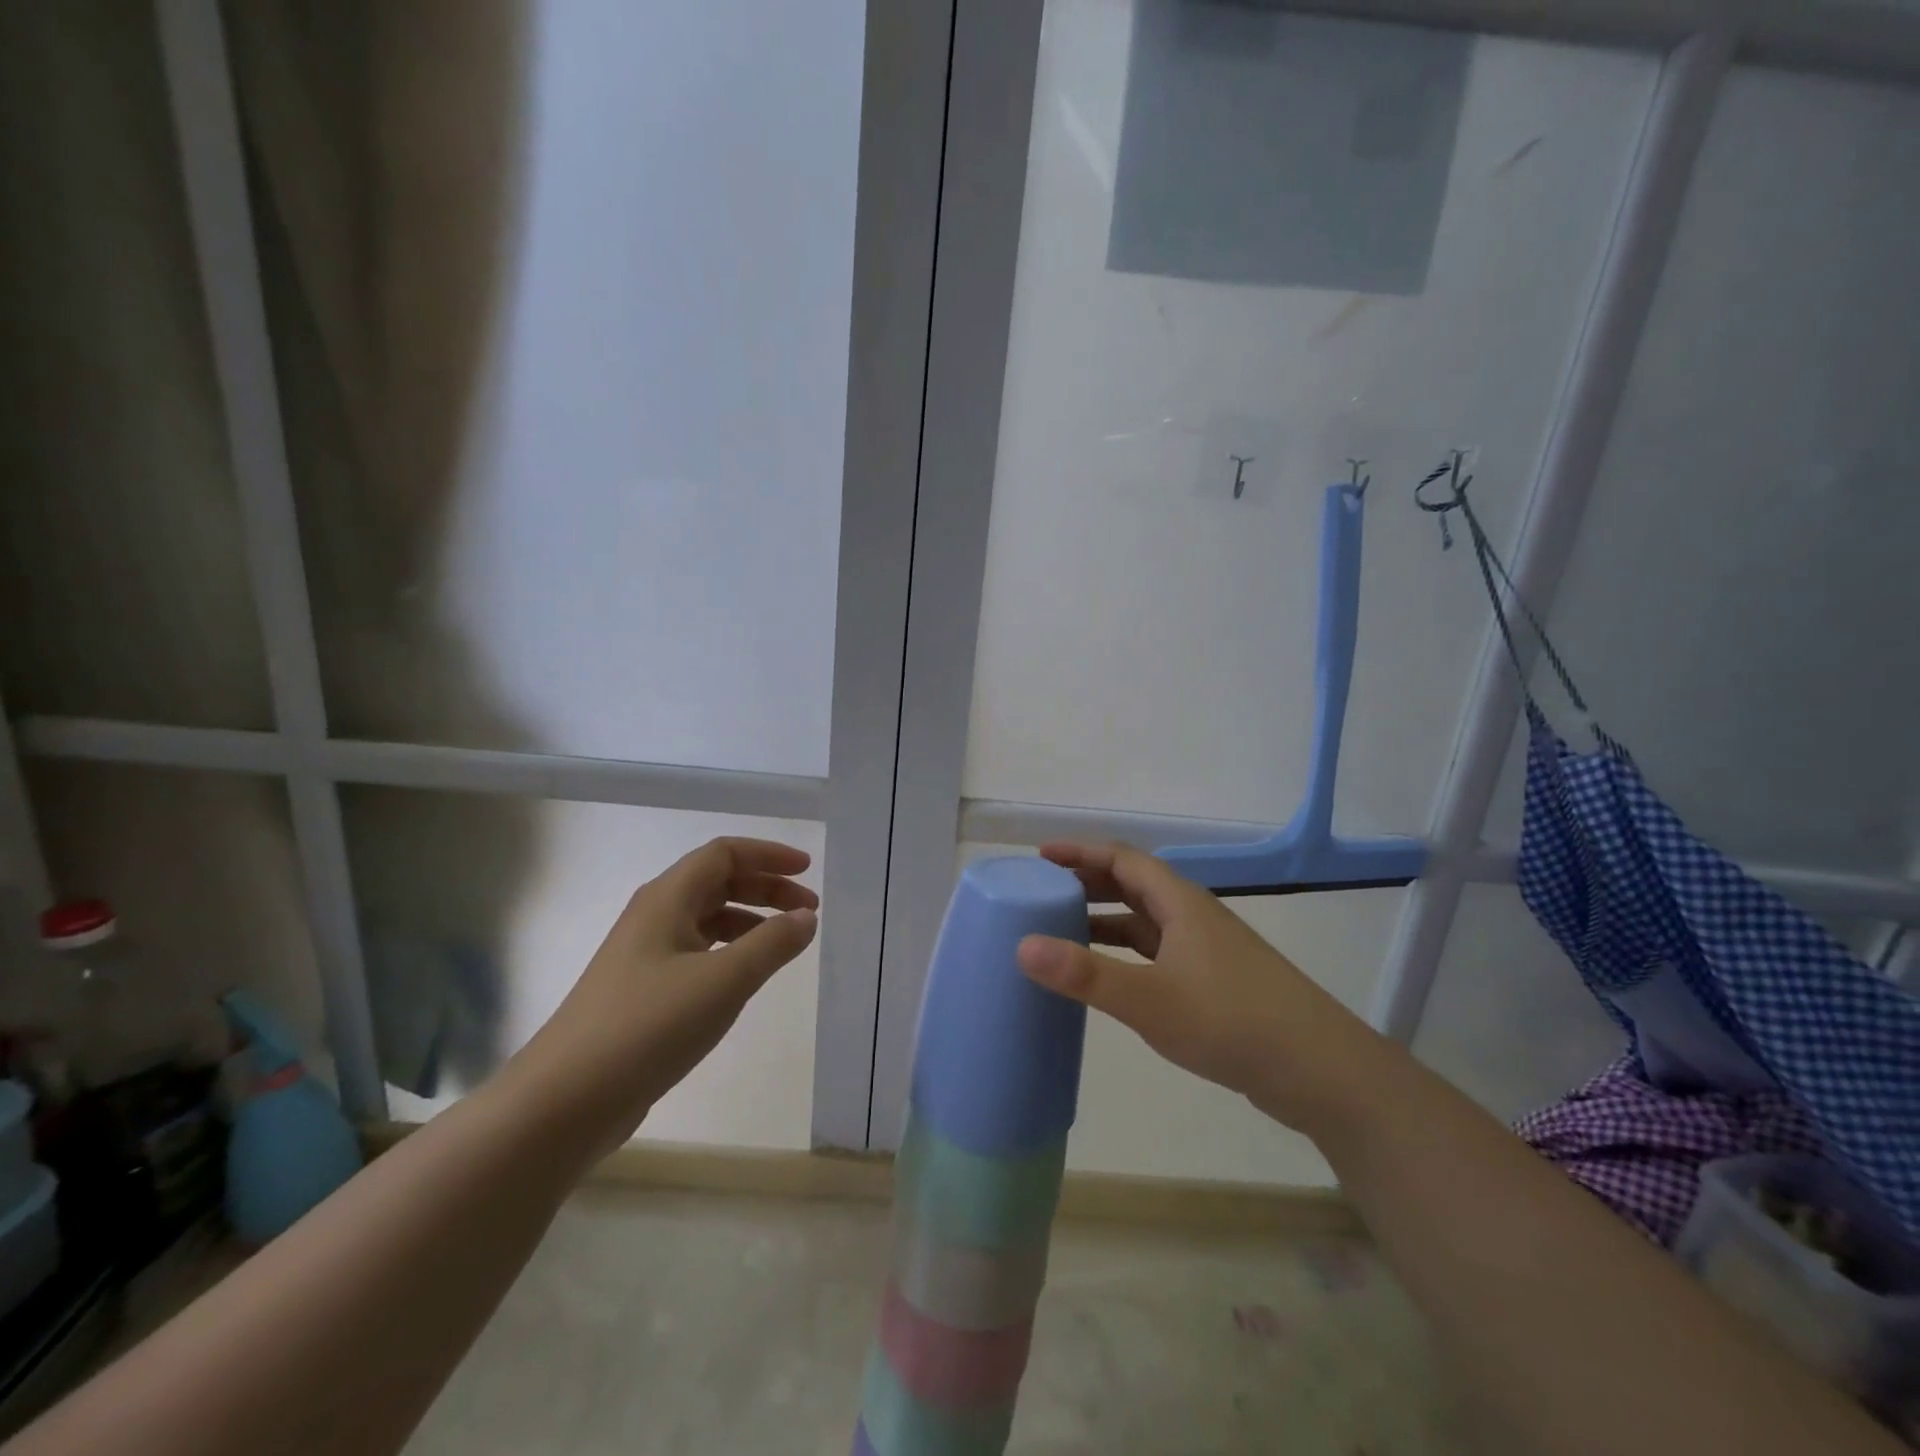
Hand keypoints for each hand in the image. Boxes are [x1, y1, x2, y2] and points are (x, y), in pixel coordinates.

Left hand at [507, 837, 818, 1154]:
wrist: (564, 1101)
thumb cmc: (648, 1026)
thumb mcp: (723, 981)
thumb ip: (772, 944)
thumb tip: (807, 917)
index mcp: (667, 899)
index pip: (724, 854)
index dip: (769, 855)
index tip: (808, 870)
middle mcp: (653, 917)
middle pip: (718, 882)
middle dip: (766, 889)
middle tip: (808, 911)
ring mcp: (644, 956)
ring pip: (707, 919)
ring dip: (751, 921)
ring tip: (785, 944)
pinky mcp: (642, 992)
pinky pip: (697, 953)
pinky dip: (730, 952)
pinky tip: (745, 979)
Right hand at [1015, 841, 1387, 1135]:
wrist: (1319, 1070)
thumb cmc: (1231, 1021)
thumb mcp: (1149, 1000)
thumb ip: (1085, 975)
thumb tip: (1022, 946)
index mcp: (1179, 903)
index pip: (1121, 858)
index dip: (1079, 852)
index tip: (1040, 857)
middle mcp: (1192, 916)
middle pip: (1132, 884)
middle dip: (1088, 883)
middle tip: (1043, 894)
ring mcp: (1206, 949)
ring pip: (1145, 921)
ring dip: (1105, 920)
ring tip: (1063, 933)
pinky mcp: (1213, 982)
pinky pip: (1156, 952)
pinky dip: (1125, 954)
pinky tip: (1109, 978)